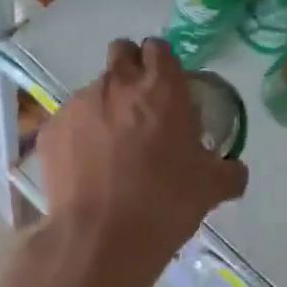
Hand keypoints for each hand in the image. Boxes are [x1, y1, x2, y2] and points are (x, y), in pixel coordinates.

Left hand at [29, 38, 248, 286]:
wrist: (99, 238)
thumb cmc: (164, 203)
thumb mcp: (210, 188)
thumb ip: (228, 171)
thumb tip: (234, 170)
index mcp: (161, 87)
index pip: (159, 48)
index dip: (163, 64)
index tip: (167, 87)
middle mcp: (117, 83)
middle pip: (122, 52)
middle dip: (130, 68)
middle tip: (140, 105)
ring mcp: (79, 103)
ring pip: (94, 89)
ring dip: (105, 106)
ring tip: (111, 148)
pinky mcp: (51, 128)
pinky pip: (69, 121)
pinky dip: (79, 135)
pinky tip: (86, 168)